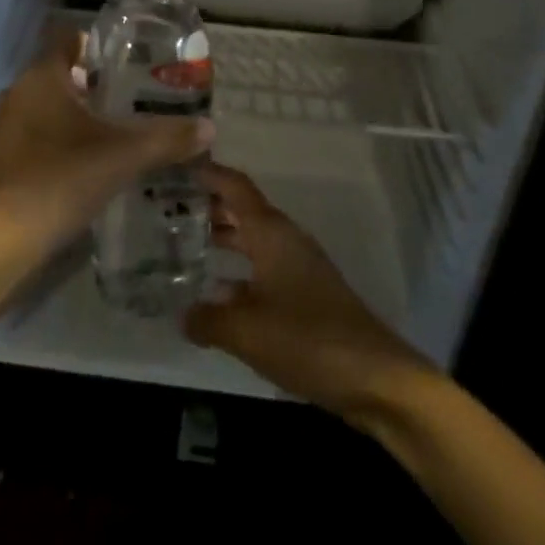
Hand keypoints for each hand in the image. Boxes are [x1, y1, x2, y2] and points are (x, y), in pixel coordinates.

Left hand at [0, 32, 213, 256]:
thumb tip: (209, 128)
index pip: (66, 39)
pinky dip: (53, 142)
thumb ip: (167, 139)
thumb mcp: (124, 156)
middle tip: (128, 98)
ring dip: (70, 115)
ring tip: (108, 132)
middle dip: (89, 84)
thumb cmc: (63, 178)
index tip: (124, 59)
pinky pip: (31, 137)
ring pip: (42, 108)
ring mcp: (1, 128)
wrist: (4, 239)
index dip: (94, 43)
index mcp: (42, 78)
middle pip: (57, 75)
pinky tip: (79, 165)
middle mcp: (16, 94)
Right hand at [185, 163, 436, 416]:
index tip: (179, 166)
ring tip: (184, 245)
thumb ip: (208, 319)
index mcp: (271, 233)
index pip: (236, 187)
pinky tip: (218, 296)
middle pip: (243, 211)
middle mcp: (285, 240)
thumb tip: (183, 315)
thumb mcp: (246, 331)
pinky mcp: (307, 295)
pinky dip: (239, 272)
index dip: (210, 173)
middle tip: (170, 209)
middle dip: (210, 207)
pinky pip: (264, 269)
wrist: (374, 377)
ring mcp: (299, 267)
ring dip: (224, 240)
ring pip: (254, 241)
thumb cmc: (306, 339)